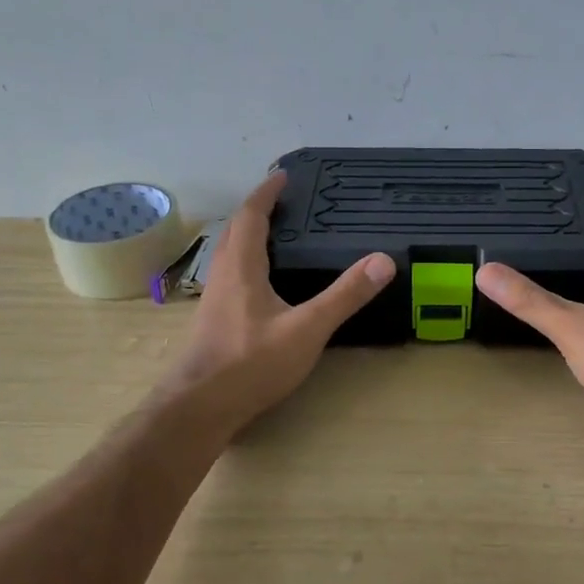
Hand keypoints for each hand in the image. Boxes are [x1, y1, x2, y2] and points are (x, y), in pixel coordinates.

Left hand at [158, 172, 394, 433]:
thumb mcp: (307, 329)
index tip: (283, 176)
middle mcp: (222, 276)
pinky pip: (230, 277)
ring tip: (276, 236)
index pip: (250, 216)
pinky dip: (246, 263)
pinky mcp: (213, 322)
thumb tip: (383, 261)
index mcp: (241, 267)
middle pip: (235, 231)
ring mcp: (213, 300)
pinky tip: (262, 284)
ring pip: (228, 255)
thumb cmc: (252, 364)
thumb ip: (345, 296)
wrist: (200, 407)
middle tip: (283, 203)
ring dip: (248, 237)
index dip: (266, 193)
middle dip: (256, 211)